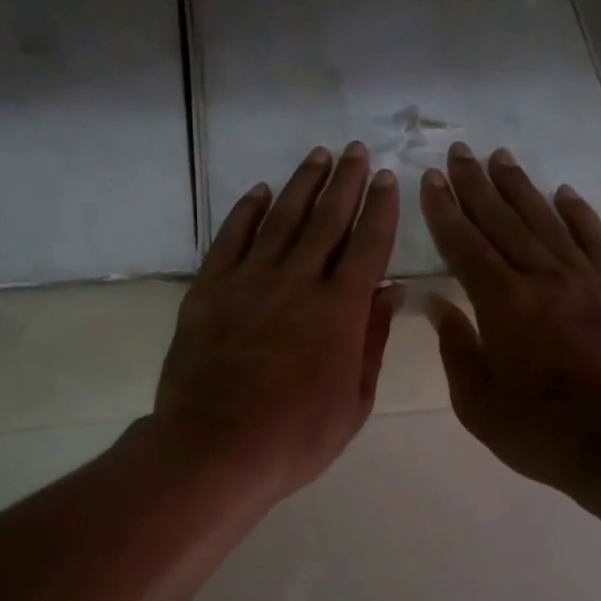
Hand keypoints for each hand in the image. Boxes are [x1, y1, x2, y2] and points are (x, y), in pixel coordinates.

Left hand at [152, 144, 402, 508]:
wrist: (214, 449)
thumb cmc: (295, 438)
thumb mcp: (353, 402)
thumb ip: (372, 342)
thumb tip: (390, 292)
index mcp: (340, 311)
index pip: (368, 246)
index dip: (381, 209)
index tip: (388, 180)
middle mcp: (298, 282)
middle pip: (327, 220)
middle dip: (346, 182)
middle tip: (357, 152)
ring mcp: (249, 281)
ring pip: (281, 219)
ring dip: (302, 184)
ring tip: (318, 157)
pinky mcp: (209, 290)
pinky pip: (231, 238)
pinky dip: (247, 211)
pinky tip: (260, 192)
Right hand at [421, 143, 600, 492]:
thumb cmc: (542, 433)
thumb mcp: (479, 404)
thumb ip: (457, 349)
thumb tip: (438, 305)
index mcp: (504, 305)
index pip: (466, 245)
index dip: (445, 211)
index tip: (430, 180)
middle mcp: (543, 279)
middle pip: (504, 221)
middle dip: (477, 185)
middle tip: (459, 152)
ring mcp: (584, 281)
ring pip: (545, 221)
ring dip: (520, 188)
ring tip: (500, 158)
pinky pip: (595, 240)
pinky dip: (578, 213)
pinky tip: (564, 194)